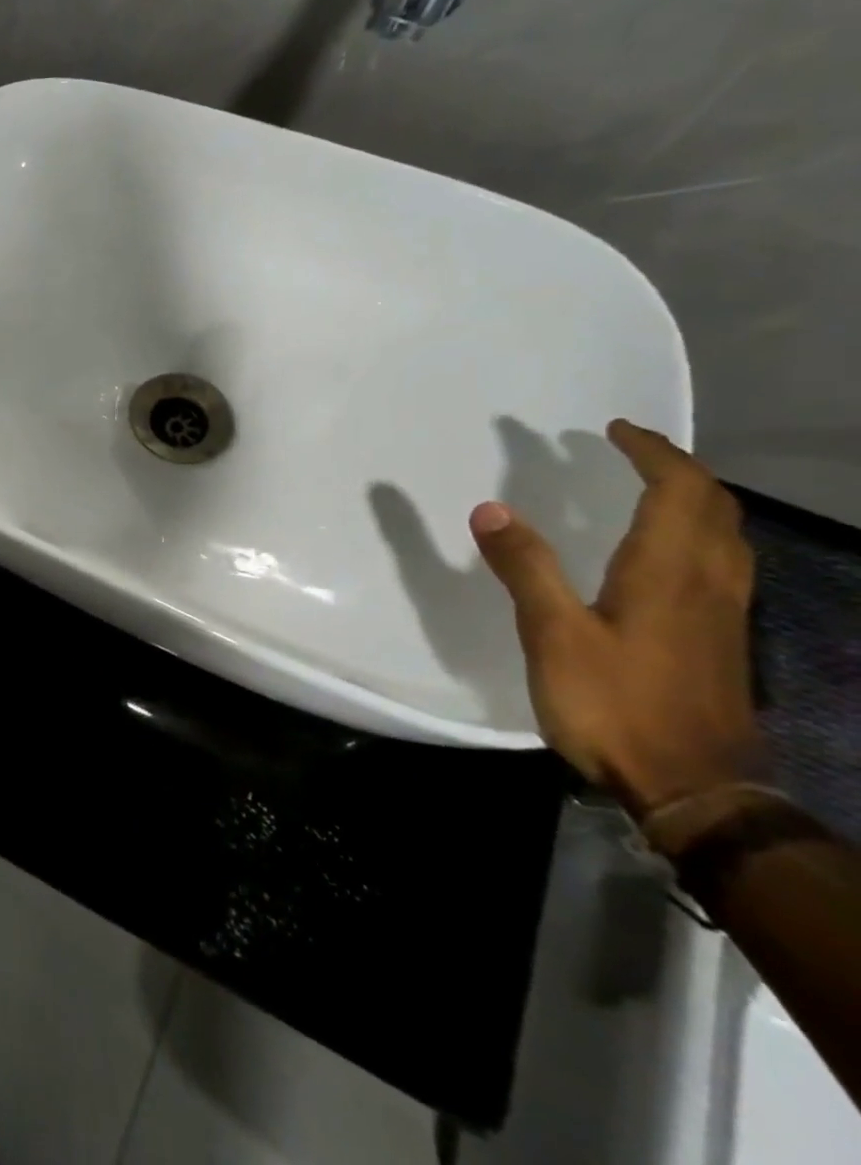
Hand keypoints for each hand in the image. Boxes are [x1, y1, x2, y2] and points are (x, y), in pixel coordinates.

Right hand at [470, 419, 760, 815]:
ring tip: (647, 488)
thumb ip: (526, 568)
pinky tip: (663, 553)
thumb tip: (492, 509)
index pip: (679, 490)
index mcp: (668, 571)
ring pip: (724, 535)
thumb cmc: (615, 703)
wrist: (691, 786)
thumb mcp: (554, 634)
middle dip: (676, 467)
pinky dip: (694, 533)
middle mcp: (708, 582)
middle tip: (630, 450)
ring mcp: (722, 613)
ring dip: (692, 499)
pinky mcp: (718, 638)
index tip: (614, 429)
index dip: (652, 452)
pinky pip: (719, 562)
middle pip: (713, 507)